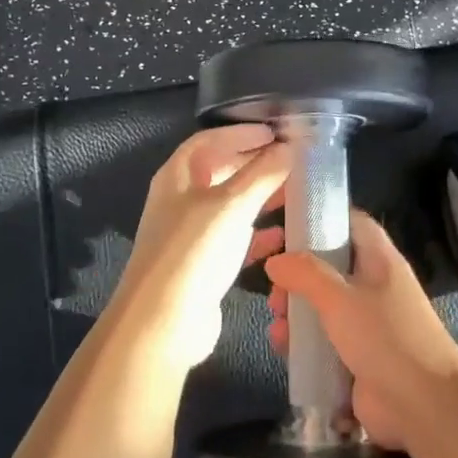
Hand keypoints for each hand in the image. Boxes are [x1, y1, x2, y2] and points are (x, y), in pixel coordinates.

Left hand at [113, 125, 291, 372]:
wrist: (162, 324)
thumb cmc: (193, 252)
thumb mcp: (231, 205)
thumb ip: (262, 173)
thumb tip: (290, 147)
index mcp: (177, 177)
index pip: (209, 140)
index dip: (241, 133)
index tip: (275, 132)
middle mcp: (181, 201)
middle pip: (220, 170)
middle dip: (254, 163)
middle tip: (291, 160)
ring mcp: (190, 235)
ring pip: (230, 206)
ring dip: (260, 197)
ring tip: (295, 192)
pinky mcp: (202, 265)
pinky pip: (234, 240)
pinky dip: (257, 234)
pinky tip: (283, 235)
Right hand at [265, 212, 457, 451]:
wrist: (424, 407)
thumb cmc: (385, 338)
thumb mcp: (341, 298)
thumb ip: (305, 274)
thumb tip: (275, 261)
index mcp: (378, 259)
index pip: (348, 221)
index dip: (317, 216)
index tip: (282, 221)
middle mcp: (372, 284)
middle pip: (327, 264)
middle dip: (295, 271)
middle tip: (270, 282)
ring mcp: (365, 322)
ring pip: (320, 303)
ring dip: (294, 308)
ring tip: (278, 319)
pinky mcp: (355, 355)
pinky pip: (321, 338)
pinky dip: (301, 340)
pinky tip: (283, 347)